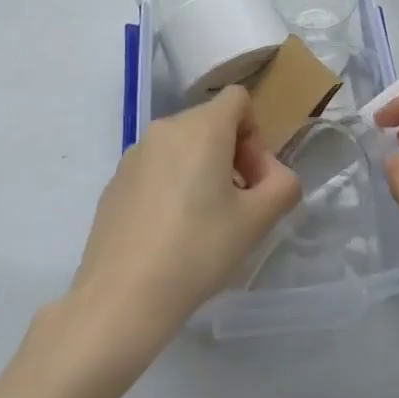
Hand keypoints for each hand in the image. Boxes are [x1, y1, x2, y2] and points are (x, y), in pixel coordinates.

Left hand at [67, 86, 299, 361]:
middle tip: (237, 206)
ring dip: (201, 170)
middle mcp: (166, 128)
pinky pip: (156, 167)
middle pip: (211, 122)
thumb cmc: (196, 251)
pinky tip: (169, 234)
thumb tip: (276, 177)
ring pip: (182, 146)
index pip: (238, 99)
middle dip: (231, 155)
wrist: (121, 298)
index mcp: (202, 126)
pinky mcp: (116, 180)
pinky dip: (171, 185)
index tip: (252, 180)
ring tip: (203, 223)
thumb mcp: (256, 222)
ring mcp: (135, 152)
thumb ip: (282, 187)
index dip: (255, 134)